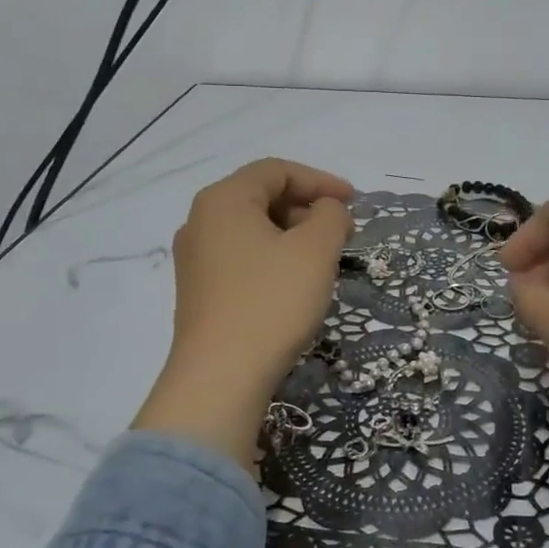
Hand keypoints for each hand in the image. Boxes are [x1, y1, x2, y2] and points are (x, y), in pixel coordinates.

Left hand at [133, 159, 353, 468]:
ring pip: (251, 230)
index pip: (276, 171)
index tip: (354, 203)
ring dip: (291, 235)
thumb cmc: (271, 303)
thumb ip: (330, 216)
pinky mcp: (199, 292)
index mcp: (223, 200)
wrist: (221, 377)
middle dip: (306, 208)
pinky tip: (294, 284)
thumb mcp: (314, 251)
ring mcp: (194, 259)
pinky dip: (272, 258)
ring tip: (323, 259)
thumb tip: (326, 210)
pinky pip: (241, 258)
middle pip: (260, 197)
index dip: (320, 180)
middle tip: (341, 232)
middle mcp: (200, 221)